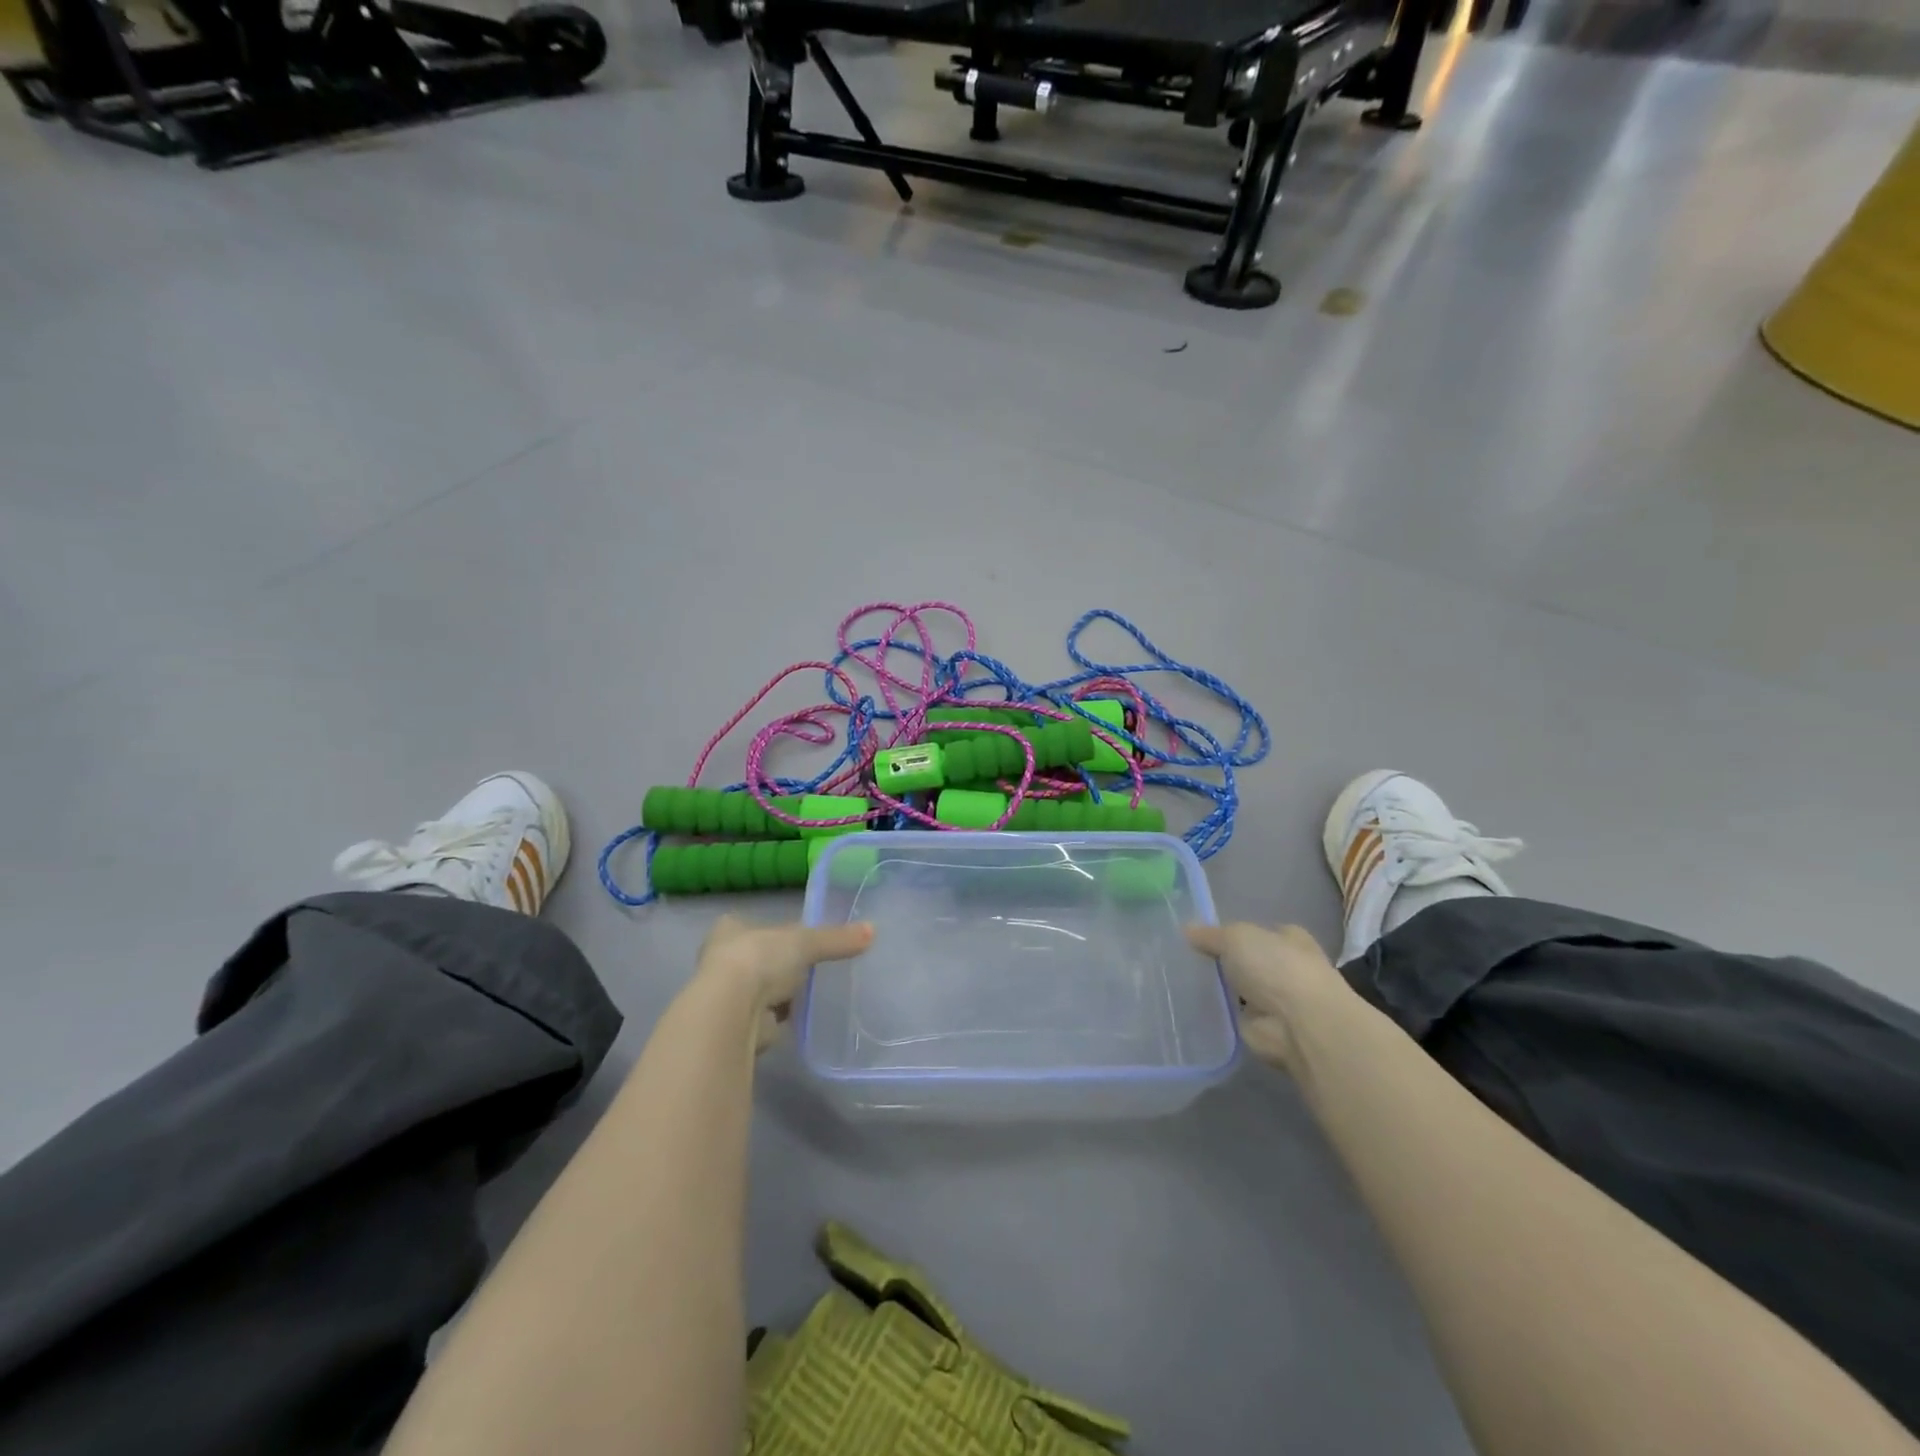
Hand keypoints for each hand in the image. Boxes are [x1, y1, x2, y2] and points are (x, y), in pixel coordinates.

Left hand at [694, 915, 874, 1052]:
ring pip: (760, 989)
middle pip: (755, 958)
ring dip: (779, 993)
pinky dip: (781, 1018)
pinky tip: (801, 1016)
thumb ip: (836, 939)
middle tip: (806, 964)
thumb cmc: (760, 959)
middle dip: (777, 964)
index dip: (768, 930)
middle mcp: (721, 960)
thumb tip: (873, 931)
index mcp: (730, 931)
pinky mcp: (739, 1026)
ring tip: (810, 991)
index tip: (790, 936)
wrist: (733, 1011)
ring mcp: (727, 996)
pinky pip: (766, 1017)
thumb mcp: (806, 941)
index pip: (747, 925)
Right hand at [1186, 923, 1347, 1068]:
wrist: (1300, 1025)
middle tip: (1182, 957)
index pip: (1258, 931)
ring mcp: (1274, 1000)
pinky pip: (1231, 1014)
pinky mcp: (1261, 1027)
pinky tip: (1189, 1005)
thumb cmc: (1275, 967)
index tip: (1199, 935)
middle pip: (1246, 961)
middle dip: (1221, 961)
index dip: (1231, 932)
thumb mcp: (1236, 937)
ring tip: (1177, 980)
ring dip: (1218, 988)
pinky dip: (1215, 1012)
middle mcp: (1284, 968)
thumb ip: (1211, 935)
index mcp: (1288, 939)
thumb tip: (1187, 929)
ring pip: (1237, 988)